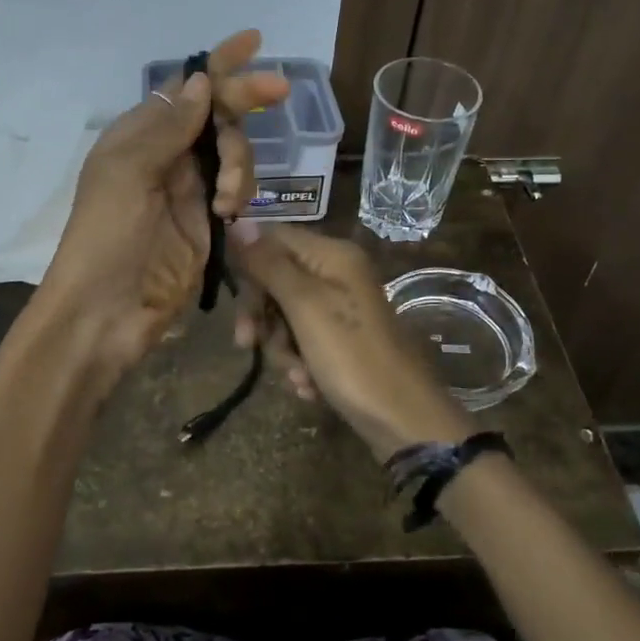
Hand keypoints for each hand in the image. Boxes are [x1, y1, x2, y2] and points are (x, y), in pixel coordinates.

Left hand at [36, 30, 289, 389]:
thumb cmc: (107, 237)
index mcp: (138, 135)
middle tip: (281, 91)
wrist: (107, 312)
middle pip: (216, 115)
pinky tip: (231, 214)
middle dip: (245, 102)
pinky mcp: (207, 222)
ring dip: (239, 164)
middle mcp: (165, 155)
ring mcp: (188, 190)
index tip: (254, 41)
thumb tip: (200, 81)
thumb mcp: (129, 173)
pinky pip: (237, 190)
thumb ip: (169, 126)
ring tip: (226, 200)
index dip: (218, 65)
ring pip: (233, 152)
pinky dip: (241, 193)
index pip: (184, 89)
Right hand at [229, 223, 471, 461]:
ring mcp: (340, 309)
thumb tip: (240, 222)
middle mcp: (337, 274)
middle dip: (263, 316)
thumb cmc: (352, 356)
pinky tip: (308, 386)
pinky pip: (303, 341)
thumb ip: (270, 264)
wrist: (402, 419)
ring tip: (298, 375)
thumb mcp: (305, 306)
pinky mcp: (341, 341)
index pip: (272, 239)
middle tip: (248, 344)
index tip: (237, 304)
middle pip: (276, 279)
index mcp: (332, 255)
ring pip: (285, 316)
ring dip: (282, 348)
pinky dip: (300, 363)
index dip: (249, 267)